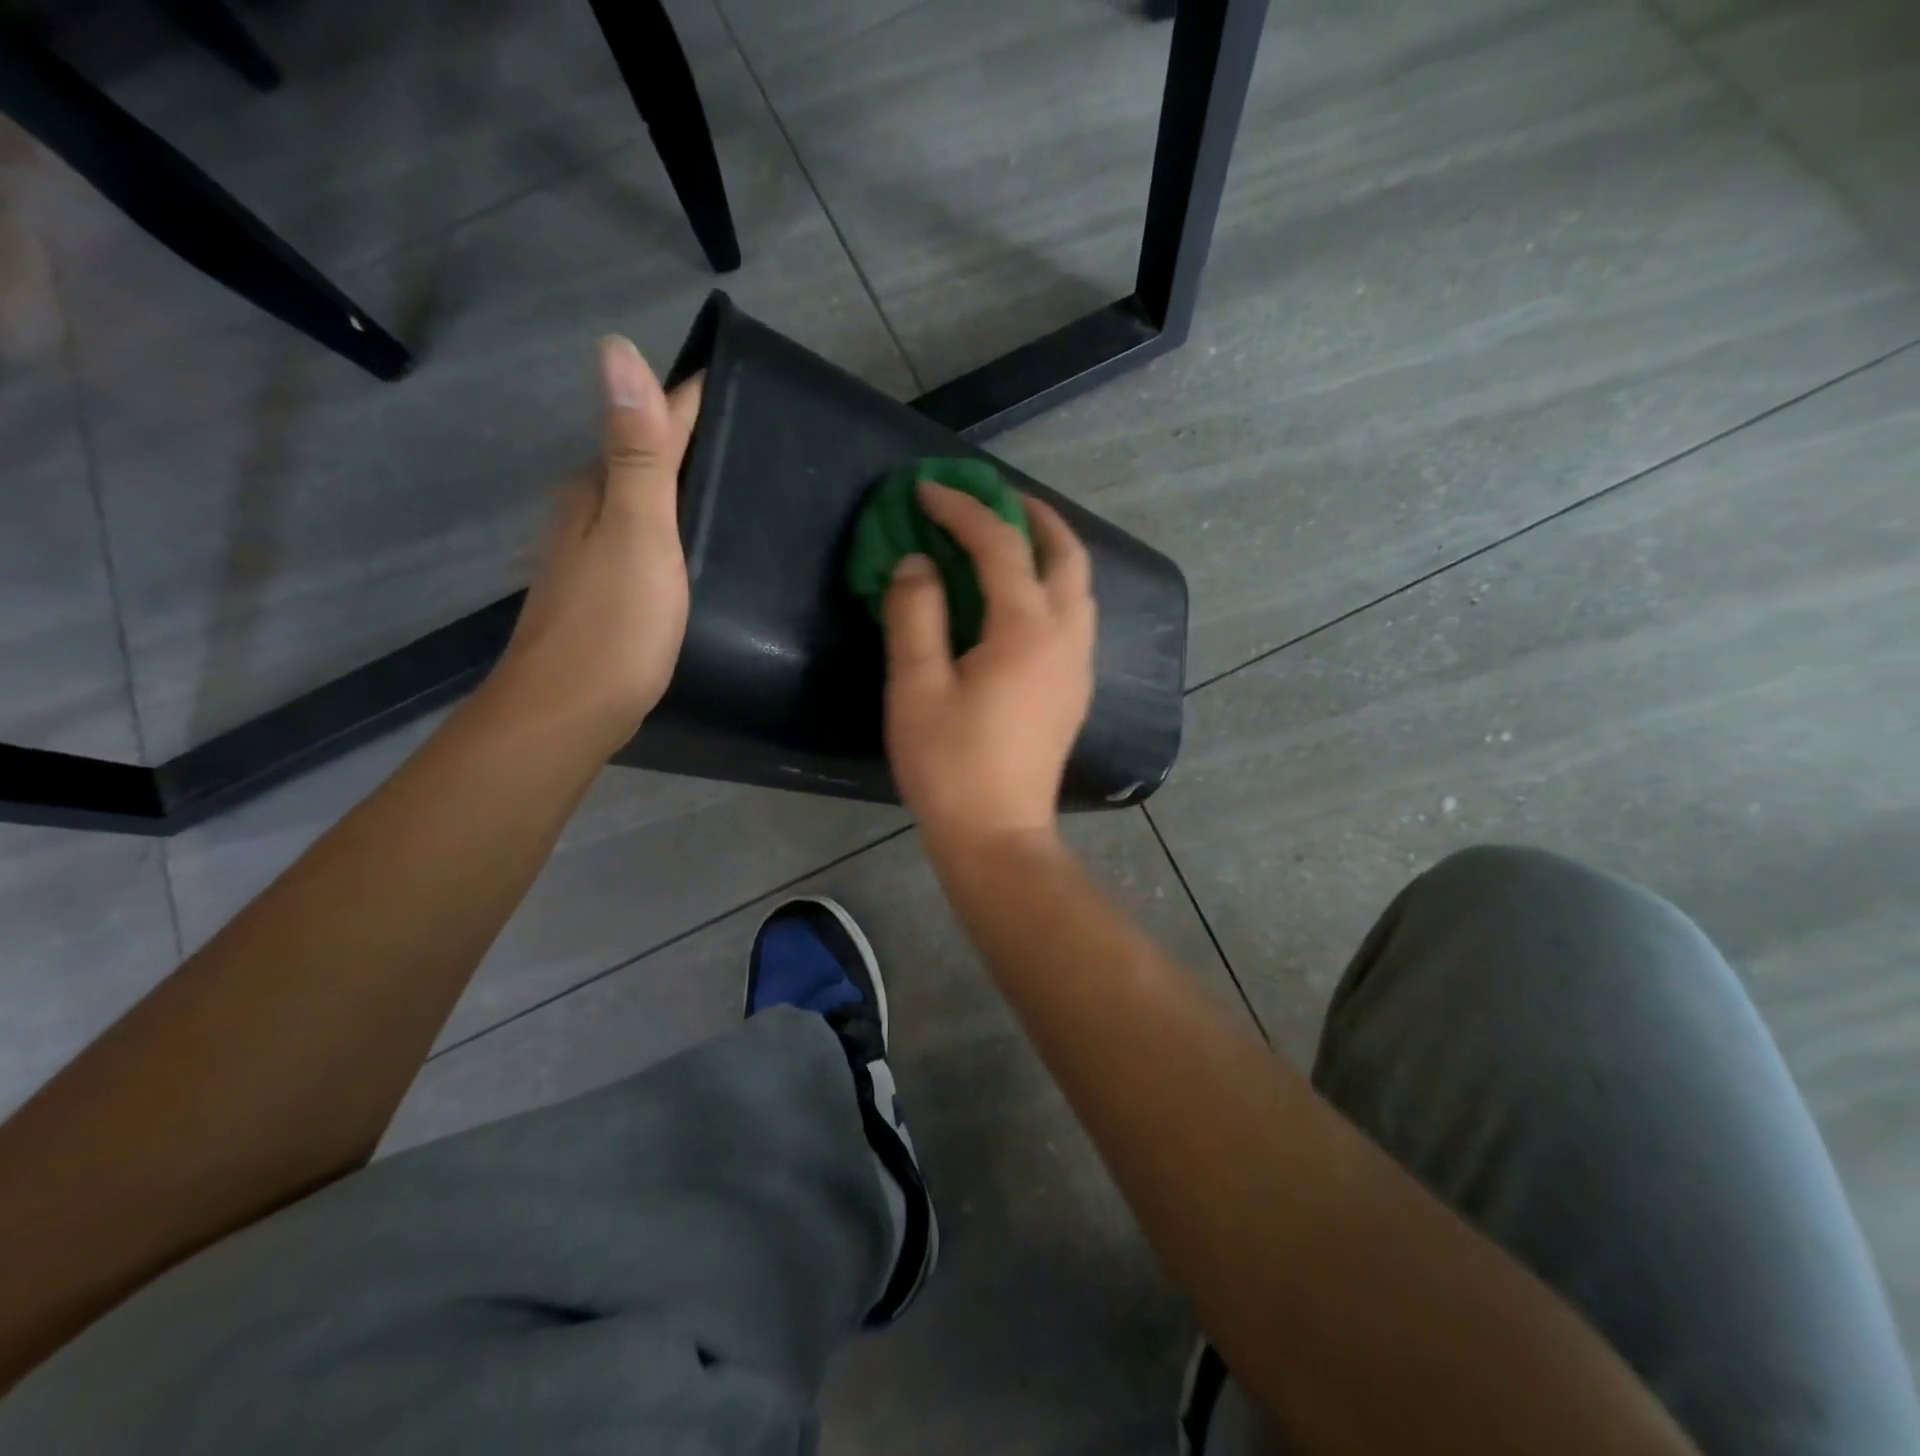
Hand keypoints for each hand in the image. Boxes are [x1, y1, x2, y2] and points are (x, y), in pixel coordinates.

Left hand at [488, 336, 701, 744]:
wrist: (570, 710)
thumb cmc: (614, 623)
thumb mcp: (637, 533)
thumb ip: (636, 452)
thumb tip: (616, 348)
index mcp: (599, 489)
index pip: (649, 423)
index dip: (689, 400)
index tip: (735, 378)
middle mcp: (588, 511)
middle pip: (643, 458)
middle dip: (687, 437)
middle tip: (748, 428)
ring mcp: (591, 554)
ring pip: (642, 500)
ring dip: (678, 483)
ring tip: (731, 478)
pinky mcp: (604, 591)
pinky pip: (643, 538)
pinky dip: (670, 525)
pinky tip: (692, 541)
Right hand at [883, 481, 1095, 860]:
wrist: (997, 836)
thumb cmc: (950, 766)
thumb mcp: (916, 687)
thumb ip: (916, 615)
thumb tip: (917, 563)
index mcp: (1027, 629)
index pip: (1000, 545)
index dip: (963, 509)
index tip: (927, 490)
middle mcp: (1066, 637)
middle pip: (1067, 554)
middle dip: (1033, 516)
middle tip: (993, 500)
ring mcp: (1078, 666)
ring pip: (1079, 586)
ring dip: (1049, 551)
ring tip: (1009, 541)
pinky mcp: (1074, 691)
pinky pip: (1075, 617)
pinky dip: (1053, 587)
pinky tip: (1020, 600)